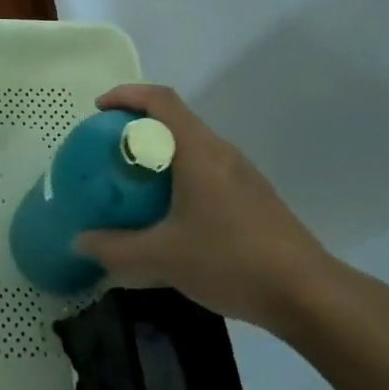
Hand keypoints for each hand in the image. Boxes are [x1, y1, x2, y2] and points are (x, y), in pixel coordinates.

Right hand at [75, 84, 336, 331]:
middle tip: (110, 151)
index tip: (99, 110)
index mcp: (198, 150)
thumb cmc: (231, 260)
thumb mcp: (163, 258)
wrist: (309, 294)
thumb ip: (117, 249)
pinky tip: (173, 215)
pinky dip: (181, 176)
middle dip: (139, 127)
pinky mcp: (254, 198)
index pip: (160, 99)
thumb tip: (80, 242)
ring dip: (162, 153)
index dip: (127, 95)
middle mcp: (221, 151)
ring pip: (193, 146)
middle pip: (175, 120)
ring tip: (136, 183)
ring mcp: (242, 174)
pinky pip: (208, 169)